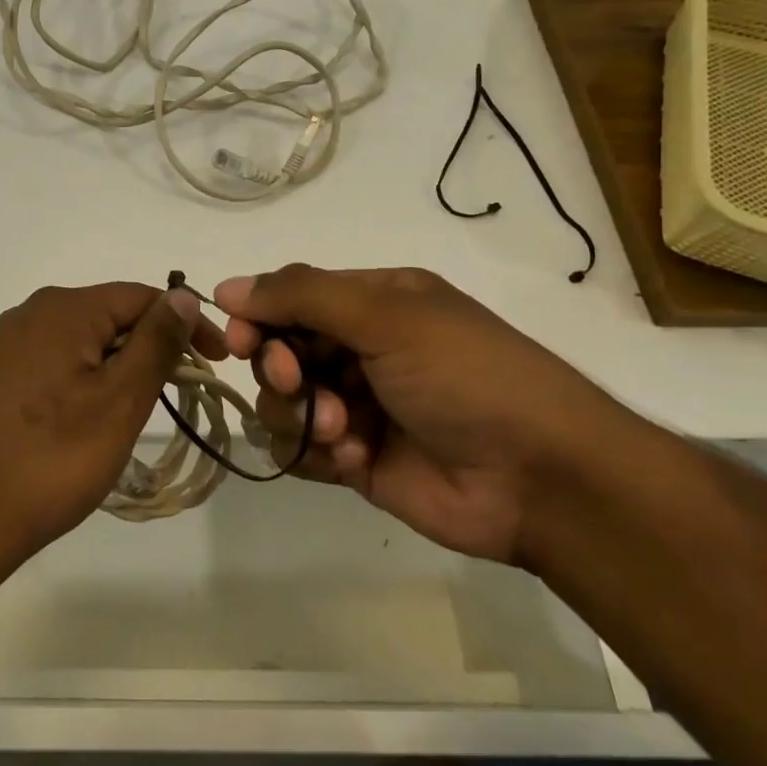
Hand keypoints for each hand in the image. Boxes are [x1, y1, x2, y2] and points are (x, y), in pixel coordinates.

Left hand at [0, 282, 226, 562]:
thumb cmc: (53, 458)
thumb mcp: (120, 400)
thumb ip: (156, 342)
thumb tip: (183, 298)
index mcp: (63, 308)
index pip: (141, 297)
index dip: (186, 323)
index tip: (218, 363)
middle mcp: (33, 312)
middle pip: (112, 315)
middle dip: (153, 346)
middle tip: (186, 392)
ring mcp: (11, 343)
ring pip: (87, 339)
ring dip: (123, 364)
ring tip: (146, 406)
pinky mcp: (2, 373)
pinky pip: (61, 359)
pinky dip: (91, 376)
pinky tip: (99, 413)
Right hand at [215, 265, 643, 564]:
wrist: (541, 479)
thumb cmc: (466, 376)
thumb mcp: (387, 316)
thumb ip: (301, 296)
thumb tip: (226, 287)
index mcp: (373, 302)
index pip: (291, 297)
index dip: (258, 316)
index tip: (239, 340)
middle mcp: (359, 349)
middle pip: (279, 350)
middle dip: (280, 368)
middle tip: (300, 384)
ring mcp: (355, 406)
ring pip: (281, 402)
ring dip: (300, 414)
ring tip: (343, 430)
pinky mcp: (354, 459)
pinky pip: (299, 449)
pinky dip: (314, 453)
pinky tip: (352, 459)